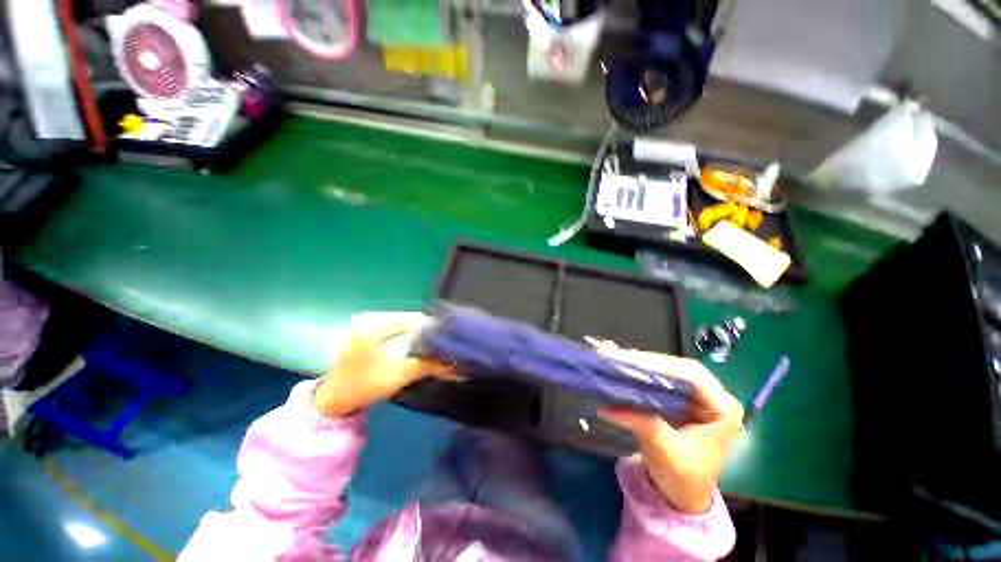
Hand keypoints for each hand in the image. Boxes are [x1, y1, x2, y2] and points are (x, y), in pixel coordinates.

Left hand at [312, 315, 458, 417]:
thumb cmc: (363, 385)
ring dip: (415, 334)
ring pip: (399, 325)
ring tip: (429, 345)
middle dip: (424, 331)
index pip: (412, 318)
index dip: (430, 327)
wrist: (332, 400)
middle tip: (439, 342)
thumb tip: (452, 365)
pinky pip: (390, 330)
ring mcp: (364, 327)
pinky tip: (411, 347)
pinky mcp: (363, 335)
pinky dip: (404, 336)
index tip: (445, 337)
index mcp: (375, 326)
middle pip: (406, 320)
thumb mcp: (398, 376)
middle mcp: (370, 321)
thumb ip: (426, 366)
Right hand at [594, 343, 743, 514]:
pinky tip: (624, 369)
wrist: (682, 494)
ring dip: (642, 366)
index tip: (631, 362)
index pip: (693, 375)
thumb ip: (642, 424)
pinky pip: (660, 379)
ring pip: (668, 370)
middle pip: (679, 368)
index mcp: (722, 409)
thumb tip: (606, 407)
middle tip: (618, 358)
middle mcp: (712, 396)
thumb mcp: (665, 451)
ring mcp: (696, 396)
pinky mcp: (680, 399)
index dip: (661, 365)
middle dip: (647, 362)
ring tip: (617, 360)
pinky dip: (641, 374)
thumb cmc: (684, 477)